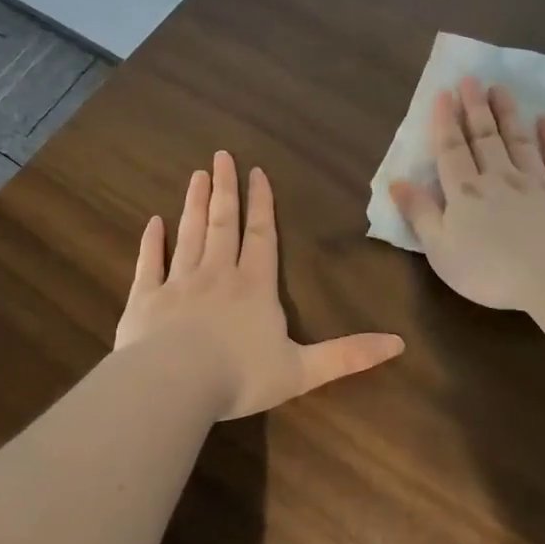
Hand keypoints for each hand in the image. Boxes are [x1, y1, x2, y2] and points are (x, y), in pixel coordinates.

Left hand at [116, 151, 404, 418]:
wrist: (174, 386)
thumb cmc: (240, 377)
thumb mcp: (303, 370)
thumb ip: (348, 355)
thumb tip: (399, 344)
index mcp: (254, 287)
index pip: (261, 236)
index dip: (262, 204)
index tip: (257, 172)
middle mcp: (217, 274)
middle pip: (223, 224)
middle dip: (225, 190)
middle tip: (220, 156)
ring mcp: (179, 283)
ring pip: (189, 235)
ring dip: (194, 204)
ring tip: (196, 176)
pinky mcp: (145, 300)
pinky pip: (150, 264)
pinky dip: (151, 242)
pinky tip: (153, 223)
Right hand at [390, 77, 544, 310]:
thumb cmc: (492, 270)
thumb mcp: (442, 250)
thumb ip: (420, 214)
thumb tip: (396, 181)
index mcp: (466, 192)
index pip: (451, 150)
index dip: (445, 122)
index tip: (443, 93)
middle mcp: (500, 178)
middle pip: (485, 137)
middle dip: (474, 107)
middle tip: (470, 79)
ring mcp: (537, 182)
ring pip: (519, 140)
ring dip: (508, 114)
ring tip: (500, 89)